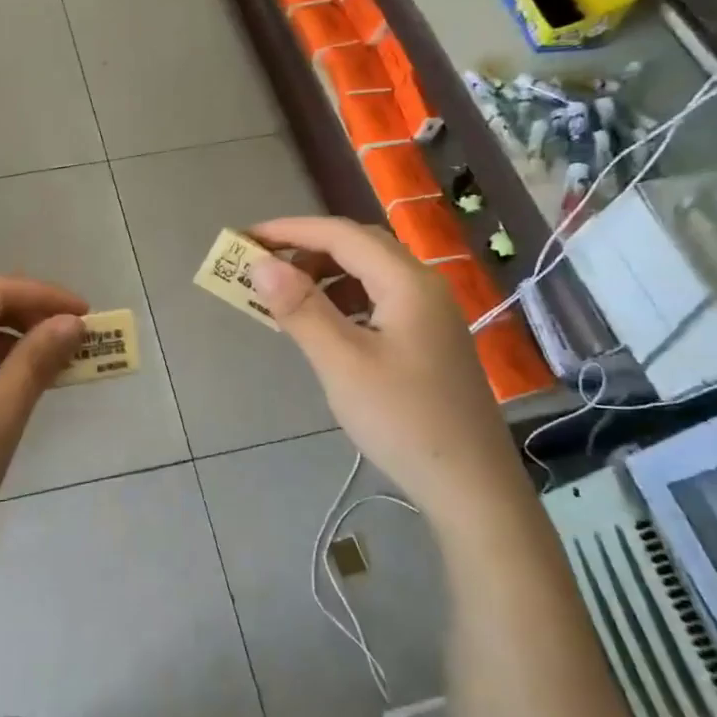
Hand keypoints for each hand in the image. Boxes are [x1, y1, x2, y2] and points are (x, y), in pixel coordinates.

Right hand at [248, 218, 531, 520]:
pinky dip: (343, 299)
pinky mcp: (428, 339)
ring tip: (286, 295)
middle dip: (307, 248)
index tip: (246, 238)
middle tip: (263, 265)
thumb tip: (260, 264)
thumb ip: (301, 310)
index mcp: (407, 282)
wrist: (470, 486)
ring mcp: (430, 314)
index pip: (341, 235)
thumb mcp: (342, 363)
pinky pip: (378, 300)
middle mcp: (423, 286)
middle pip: (359, 247)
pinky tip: (324, 325)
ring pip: (370, 273)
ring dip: (325, 274)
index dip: (290, 231)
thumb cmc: (403, 420)